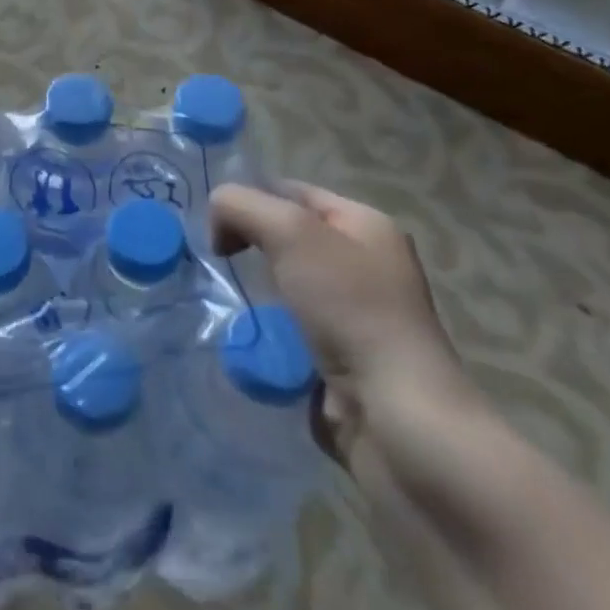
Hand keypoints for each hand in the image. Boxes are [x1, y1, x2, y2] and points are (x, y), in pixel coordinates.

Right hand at [211, 181, 470, 466]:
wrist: (396, 419)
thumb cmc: (350, 309)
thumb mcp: (289, 232)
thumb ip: (241, 205)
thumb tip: (218, 222)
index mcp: (365, 224)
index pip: (290, 191)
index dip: (249, 199)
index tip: (213, 226)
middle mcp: (365, 263)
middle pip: (286, 238)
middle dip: (248, 246)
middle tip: (218, 261)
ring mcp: (356, 315)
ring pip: (283, 285)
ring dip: (254, 292)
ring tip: (226, 300)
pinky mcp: (342, 359)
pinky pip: (289, 330)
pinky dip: (265, 331)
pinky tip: (247, 338)